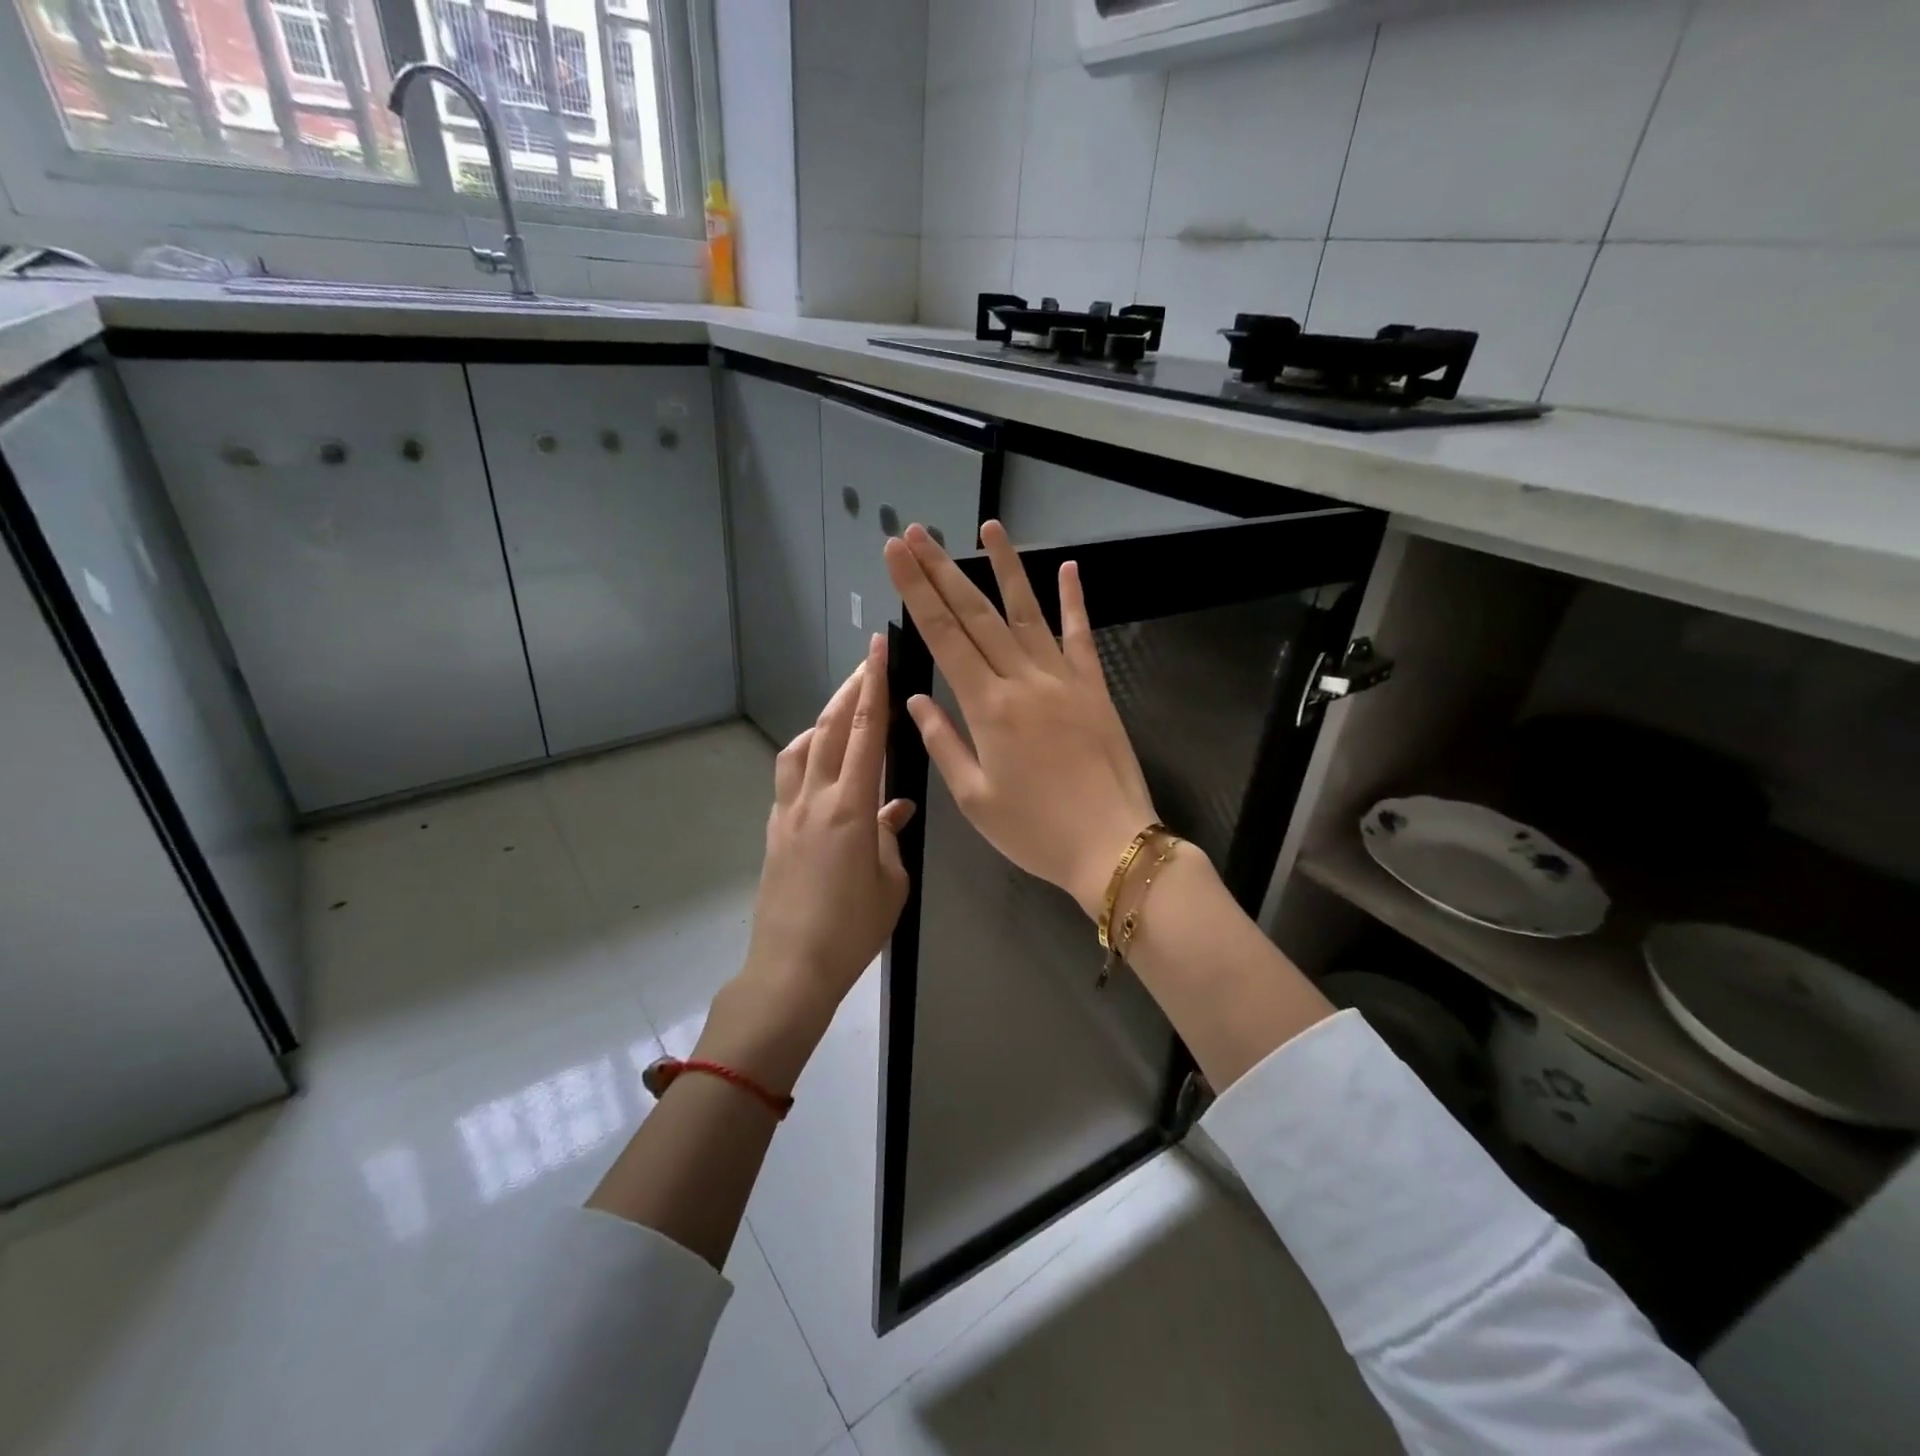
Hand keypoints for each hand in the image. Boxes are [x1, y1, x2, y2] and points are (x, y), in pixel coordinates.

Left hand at [725, 634, 914, 1077]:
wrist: (791, 967)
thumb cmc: (852, 929)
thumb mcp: (890, 882)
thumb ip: (891, 837)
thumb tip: (896, 809)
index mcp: (850, 808)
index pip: (863, 732)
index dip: (872, 686)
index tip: (877, 649)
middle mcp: (814, 799)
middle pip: (828, 729)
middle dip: (849, 690)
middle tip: (866, 663)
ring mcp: (788, 814)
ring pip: (800, 749)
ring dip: (822, 722)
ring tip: (842, 715)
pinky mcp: (775, 832)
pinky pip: (789, 779)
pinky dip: (807, 759)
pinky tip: (823, 771)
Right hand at [883, 520, 1156, 918]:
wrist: (1112, 845)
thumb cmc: (1035, 831)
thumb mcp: (975, 798)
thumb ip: (943, 743)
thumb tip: (915, 699)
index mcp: (987, 708)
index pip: (943, 636)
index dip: (916, 591)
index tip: (897, 554)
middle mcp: (1023, 681)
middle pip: (976, 614)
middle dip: (943, 570)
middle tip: (918, 532)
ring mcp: (1063, 679)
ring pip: (1028, 613)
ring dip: (1006, 568)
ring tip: (989, 527)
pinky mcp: (1095, 688)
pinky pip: (1081, 636)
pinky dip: (1074, 601)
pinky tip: (1069, 568)